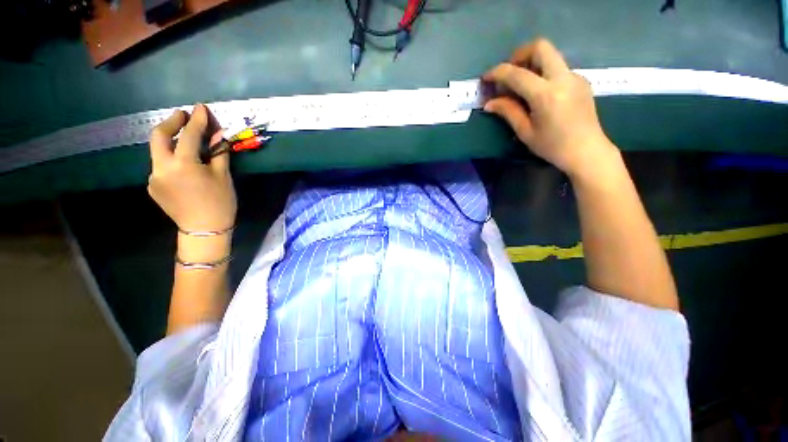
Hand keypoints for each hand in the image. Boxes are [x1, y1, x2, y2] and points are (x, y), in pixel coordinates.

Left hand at [147, 104, 236, 232]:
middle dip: (171, 122)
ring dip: (170, 140)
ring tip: (184, 139)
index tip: (200, 107)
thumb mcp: (223, 176)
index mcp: (183, 164)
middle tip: (183, 116)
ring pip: (158, 151)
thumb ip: (218, 153)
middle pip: (158, 136)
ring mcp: (153, 177)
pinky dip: (171, 158)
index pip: (188, 135)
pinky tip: (183, 164)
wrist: (204, 230)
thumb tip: (218, 136)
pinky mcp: (153, 185)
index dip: (196, 120)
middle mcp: (161, 167)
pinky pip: (160, 165)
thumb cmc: (220, 203)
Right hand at [483, 39, 616, 177]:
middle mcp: (563, 78)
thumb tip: (489, 103)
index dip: (498, 72)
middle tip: (508, 73)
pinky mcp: (580, 80)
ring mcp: (574, 77)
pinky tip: (537, 93)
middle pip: (540, 47)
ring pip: (551, 55)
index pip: (517, 74)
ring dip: (531, 62)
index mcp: (546, 94)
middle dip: (519, 55)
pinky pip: (558, 67)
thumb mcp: (525, 132)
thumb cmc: (552, 146)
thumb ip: (508, 112)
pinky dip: (543, 73)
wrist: (587, 151)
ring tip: (520, 84)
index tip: (486, 78)